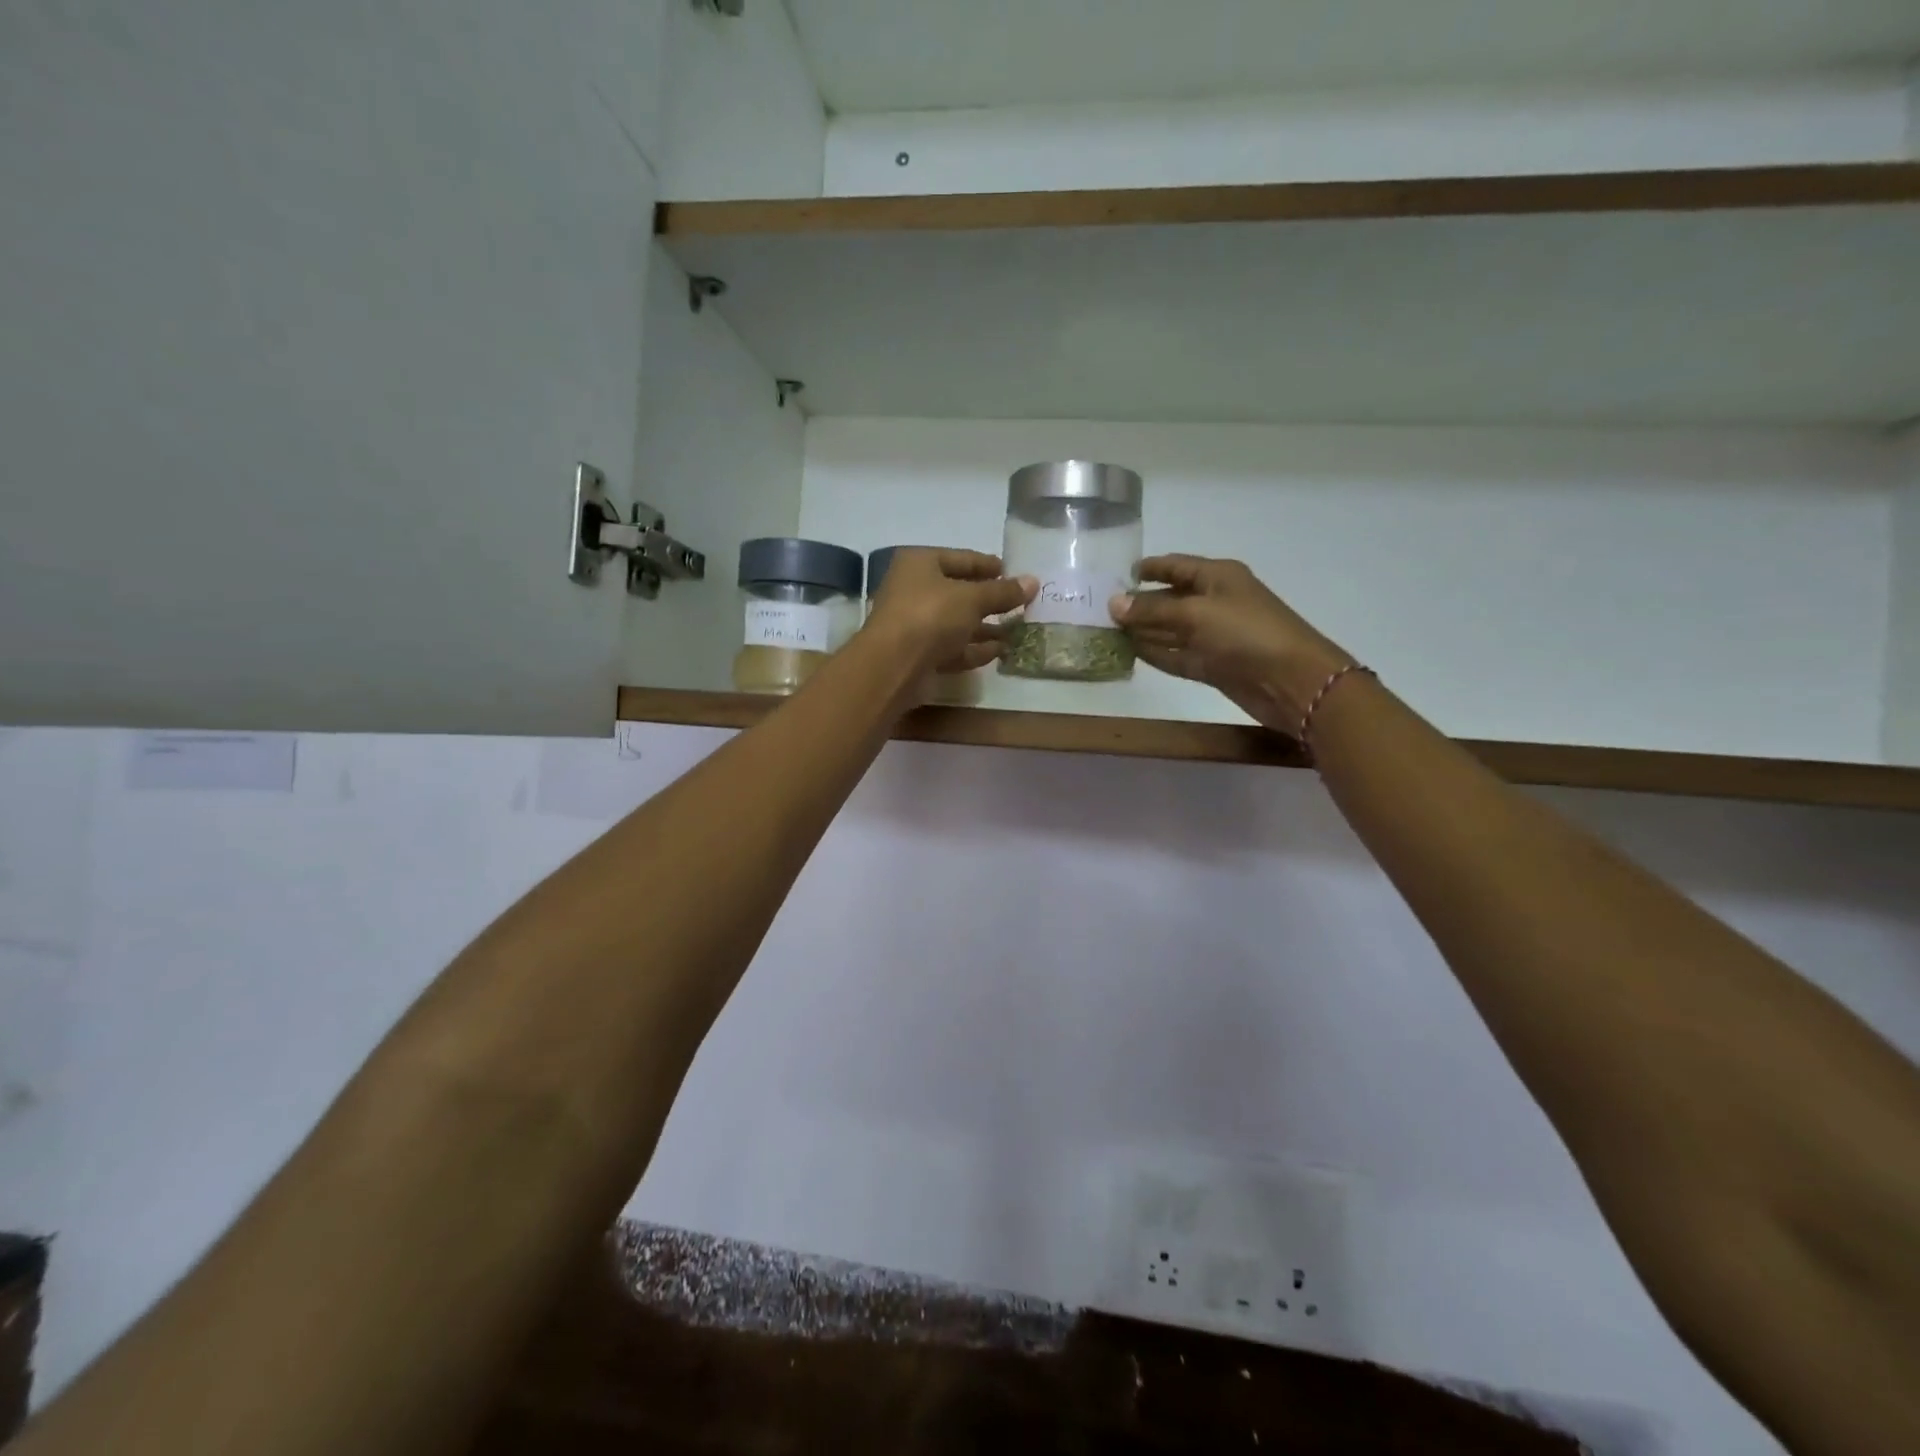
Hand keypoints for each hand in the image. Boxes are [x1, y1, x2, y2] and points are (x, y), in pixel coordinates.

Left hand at [867, 548, 1036, 675]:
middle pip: (959, 592)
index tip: (1014, 573)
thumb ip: (1003, 592)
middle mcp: (914, 590)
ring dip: (986, 627)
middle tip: (1021, 603)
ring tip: (1017, 630)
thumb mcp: (972, 598)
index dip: (989, 566)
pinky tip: (1001, 651)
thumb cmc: (931, 616)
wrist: (894, 666)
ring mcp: (915, 624)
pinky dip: (975, 648)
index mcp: (920, 563)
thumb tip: (1033, 581)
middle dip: (990, 600)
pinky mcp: (919, 654)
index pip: (961, 558)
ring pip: (957, 622)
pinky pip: (953, 647)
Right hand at [1110, 555, 1352, 731]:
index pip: (1177, 566)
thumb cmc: (1246, 633)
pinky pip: (1178, 655)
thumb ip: (1152, 611)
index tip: (1119, 574)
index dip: (1150, 568)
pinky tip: (1131, 652)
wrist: (1291, 680)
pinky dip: (1156, 653)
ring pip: (1172, 630)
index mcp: (1218, 577)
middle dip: (1140, 604)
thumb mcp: (1195, 614)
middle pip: (1171, 599)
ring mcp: (1215, 636)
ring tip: (1108, 631)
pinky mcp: (1213, 665)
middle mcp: (1216, 602)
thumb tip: (1113, 604)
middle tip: (1102, 608)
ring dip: (1144, 631)